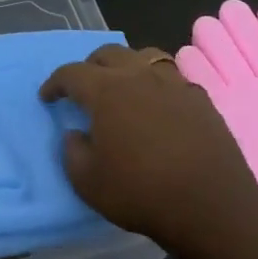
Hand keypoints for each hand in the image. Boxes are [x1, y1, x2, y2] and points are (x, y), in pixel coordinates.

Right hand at [40, 44, 257, 252]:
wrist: (210, 204)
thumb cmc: (141, 192)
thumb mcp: (88, 182)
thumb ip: (73, 152)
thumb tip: (76, 134)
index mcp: (106, 90)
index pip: (72, 73)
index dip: (55, 83)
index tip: (47, 97)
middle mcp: (139, 75)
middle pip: (108, 54)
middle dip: (90, 66)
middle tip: (84, 87)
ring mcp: (173, 83)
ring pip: (144, 56)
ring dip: (126, 66)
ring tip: (123, 86)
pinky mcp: (199, 97)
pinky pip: (172, 77)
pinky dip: (157, 84)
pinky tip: (158, 104)